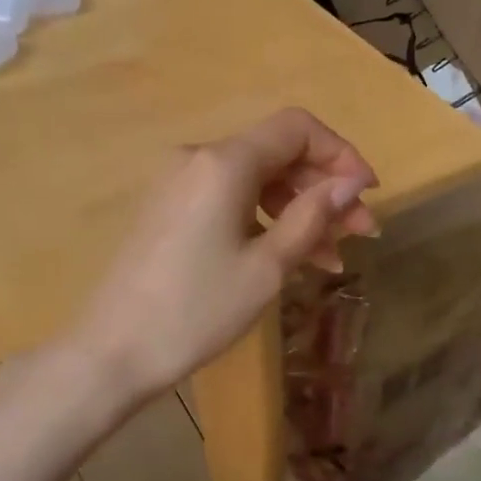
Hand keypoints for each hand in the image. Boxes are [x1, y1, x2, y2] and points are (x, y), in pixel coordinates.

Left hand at [69, 108, 376, 401]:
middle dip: (324, 189)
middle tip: (360, 235)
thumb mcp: (267, 267)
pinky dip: (263, 219)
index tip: (368, 195)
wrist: (112, 352)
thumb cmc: (197, 311)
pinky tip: (288, 256)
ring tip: (331, 259)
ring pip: (255, 180)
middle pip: (277, 153)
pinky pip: (228, 198)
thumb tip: (350, 183)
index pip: (297, 129)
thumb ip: (312, 216)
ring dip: (298, 210)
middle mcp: (198, 158)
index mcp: (224, 163)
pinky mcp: (169, 208)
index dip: (341, 154)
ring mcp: (178, 182)